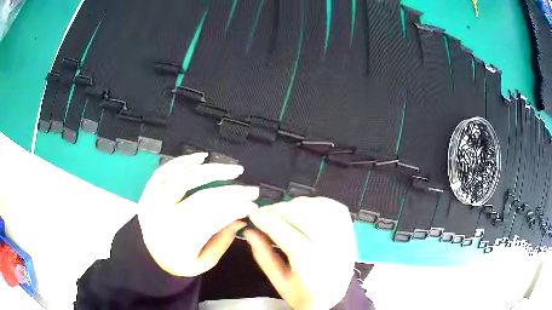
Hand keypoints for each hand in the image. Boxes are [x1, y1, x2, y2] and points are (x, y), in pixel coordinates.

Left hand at [137, 153, 258, 276]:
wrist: (150, 257)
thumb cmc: (179, 262)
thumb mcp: (204, 262)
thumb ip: (223, 242)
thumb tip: (241, 219)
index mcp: (180, 242)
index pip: (214, 219)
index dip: (236, 209)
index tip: (254, 204)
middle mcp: (165, 219)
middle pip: (203, 198)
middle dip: (232, 191)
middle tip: (251, 189)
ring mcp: (154, 202)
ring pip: (184, 179)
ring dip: (212, 171)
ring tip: (233, 170)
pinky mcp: (148, 192)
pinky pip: (164, 171)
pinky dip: (182, 161)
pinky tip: (201, 157)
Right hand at [244, 197, 356, 309]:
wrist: (332, 298)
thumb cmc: (303, 294)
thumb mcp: (278, 281)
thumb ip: (263, 256)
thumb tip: (249, 232)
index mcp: (314, 273)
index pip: (294, 242)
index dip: (271, 225)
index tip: (254, 215)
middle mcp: (333, 255)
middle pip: (311, 224)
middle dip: (284, 211)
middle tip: (266, 210)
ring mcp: (345, 242)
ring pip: (325, 214)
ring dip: (300, 205)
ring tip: (283, 207)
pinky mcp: (350, 234)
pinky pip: (338, 210)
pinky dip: (320, 202)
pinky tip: (306, 205)